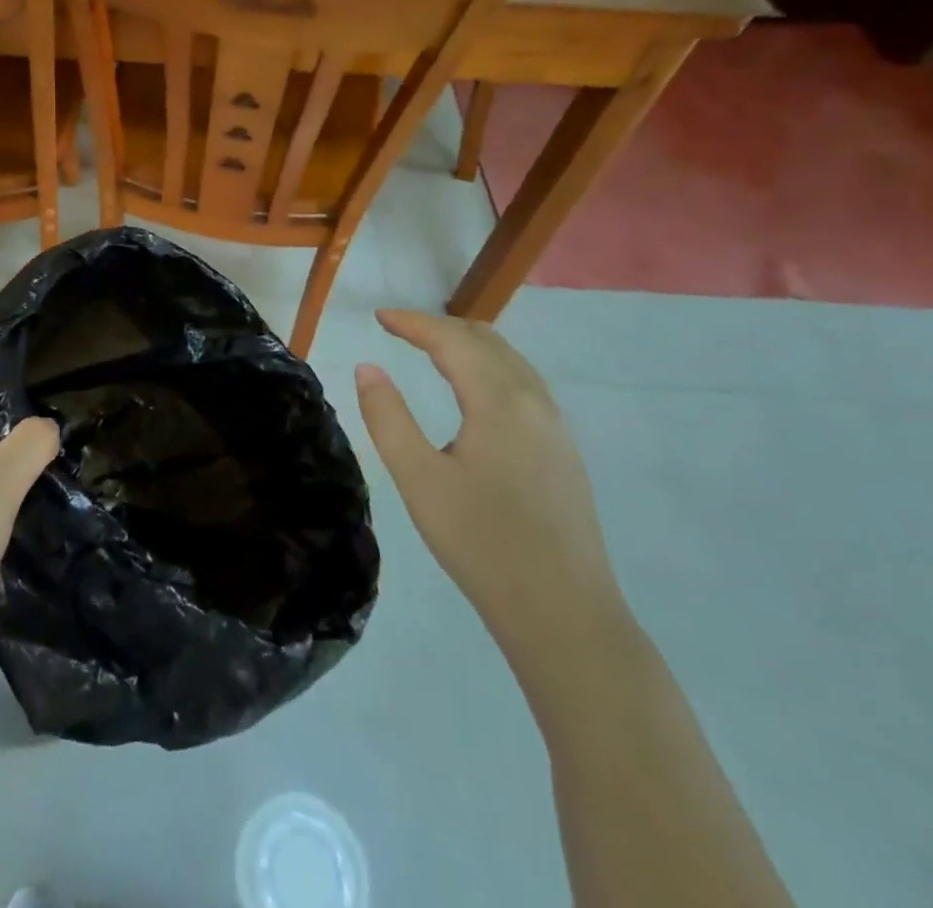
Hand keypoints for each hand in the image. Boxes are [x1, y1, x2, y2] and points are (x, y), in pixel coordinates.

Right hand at [354, 310, 628, 661]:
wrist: (564, 614)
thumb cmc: (482, 543)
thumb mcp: (419, 480)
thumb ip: (388, 417)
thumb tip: (368, 368)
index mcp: (500, 402)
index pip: (453, 341)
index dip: (413, 322)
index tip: (379, 317)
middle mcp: (535, 402)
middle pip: (487, 342)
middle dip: (441, 327)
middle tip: (400, 330)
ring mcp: (556, 427)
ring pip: (511, 362)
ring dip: (468, 346)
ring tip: (432, 350)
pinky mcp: (563, 452)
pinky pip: (524, 386)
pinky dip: (490, 368)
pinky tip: (474, 393)